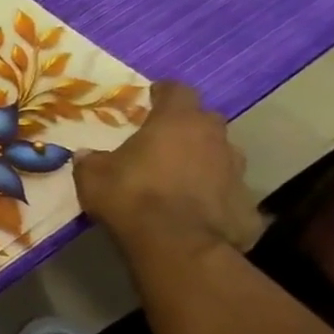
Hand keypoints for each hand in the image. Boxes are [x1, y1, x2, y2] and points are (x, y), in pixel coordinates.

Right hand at [74, 81, 262, 254]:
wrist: (178, 243)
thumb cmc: (131, 196)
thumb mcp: (92, 176)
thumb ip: (91, 160)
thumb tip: (87, 155)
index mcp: (176, 122)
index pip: (178, 90)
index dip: (163, 92)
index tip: (151, 96)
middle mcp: (214, 137)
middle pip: (203, 120)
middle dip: (184, 127)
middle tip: (161, 141)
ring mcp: (236, 169)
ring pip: (218, 153)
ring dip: (200, 159)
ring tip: (176, 177)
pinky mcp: (247, 200)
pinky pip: (224, 188)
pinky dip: (209, 192)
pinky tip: (190, 207)